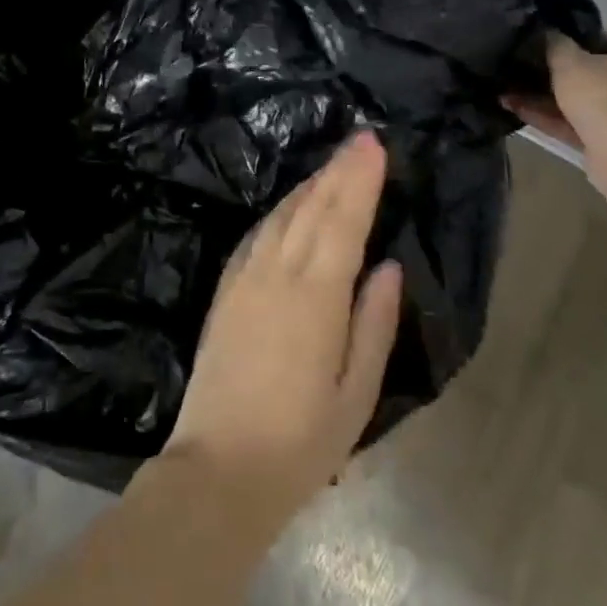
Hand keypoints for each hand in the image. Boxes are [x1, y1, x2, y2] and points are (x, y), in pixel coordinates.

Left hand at [161, 130, 403, 524]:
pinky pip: (258, 233)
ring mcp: (246, 276)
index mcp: (315, 295)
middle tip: (359, 137)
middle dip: (338, 169)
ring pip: (283, 214)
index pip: (343, 220)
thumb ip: (373, 324)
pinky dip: (281, 210)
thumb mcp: (355, 394)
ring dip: (310, 184)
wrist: (219, 467)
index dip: (359, 179)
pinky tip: (291, 204)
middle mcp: (278, 272)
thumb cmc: (301, 441)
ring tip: (334, 163)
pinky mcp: (226, 287)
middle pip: (313, 207)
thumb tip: (387, 266)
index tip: (373, 144)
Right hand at [504, 32, 606, 160]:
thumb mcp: (569, 62)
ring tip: (504, 92)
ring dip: (542, 97)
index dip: (566, 39)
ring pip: (580, 100)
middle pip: (588, 71)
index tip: (536, 42)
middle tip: (516, 68)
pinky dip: (549, 117)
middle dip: (549, 73)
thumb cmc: (605, 98)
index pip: (598, 38)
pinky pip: (577, 122)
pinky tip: (514, 110)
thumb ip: (554, 43)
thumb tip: (548, 32)